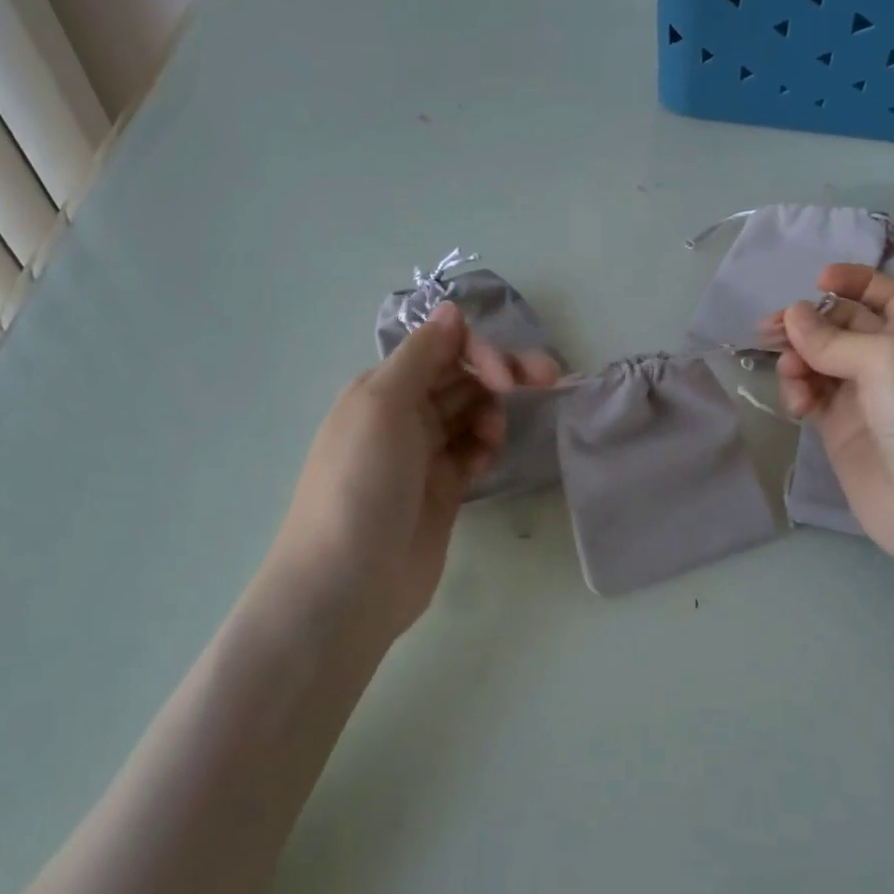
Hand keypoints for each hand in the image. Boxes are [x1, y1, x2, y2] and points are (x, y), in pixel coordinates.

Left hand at [267, 302, 560, 638]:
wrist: (347, 583)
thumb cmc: (360, 483)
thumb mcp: (382, 405)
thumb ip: (422, 354)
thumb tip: (450, 309)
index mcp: (383, 387)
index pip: (443, 348)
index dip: (480, 352)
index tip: (507, 377)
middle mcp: (403, 414)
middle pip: (463, 378)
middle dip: (501, 374)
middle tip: (546, 380)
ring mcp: (423, 454)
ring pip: (472, 413)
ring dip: (493, 413)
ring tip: (494, 438)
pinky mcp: (443, 490)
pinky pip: (473, 452)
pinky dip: (486, 447)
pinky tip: (488, 458)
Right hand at [759, 263, 893, 566]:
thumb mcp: (887, 358)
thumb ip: (833, 336)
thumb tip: (792, 314)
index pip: (884, 292)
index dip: (852, 281)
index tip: (815, 281)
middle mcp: (892, 358)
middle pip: (841, 325)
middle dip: (807, 322)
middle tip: (769, 330)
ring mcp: (864, 395)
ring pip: (818, 360)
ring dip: (797, 360)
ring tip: (790, 375)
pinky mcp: (841, 428)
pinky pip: (811, 395)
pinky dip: (798, 392)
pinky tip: (798, 406)